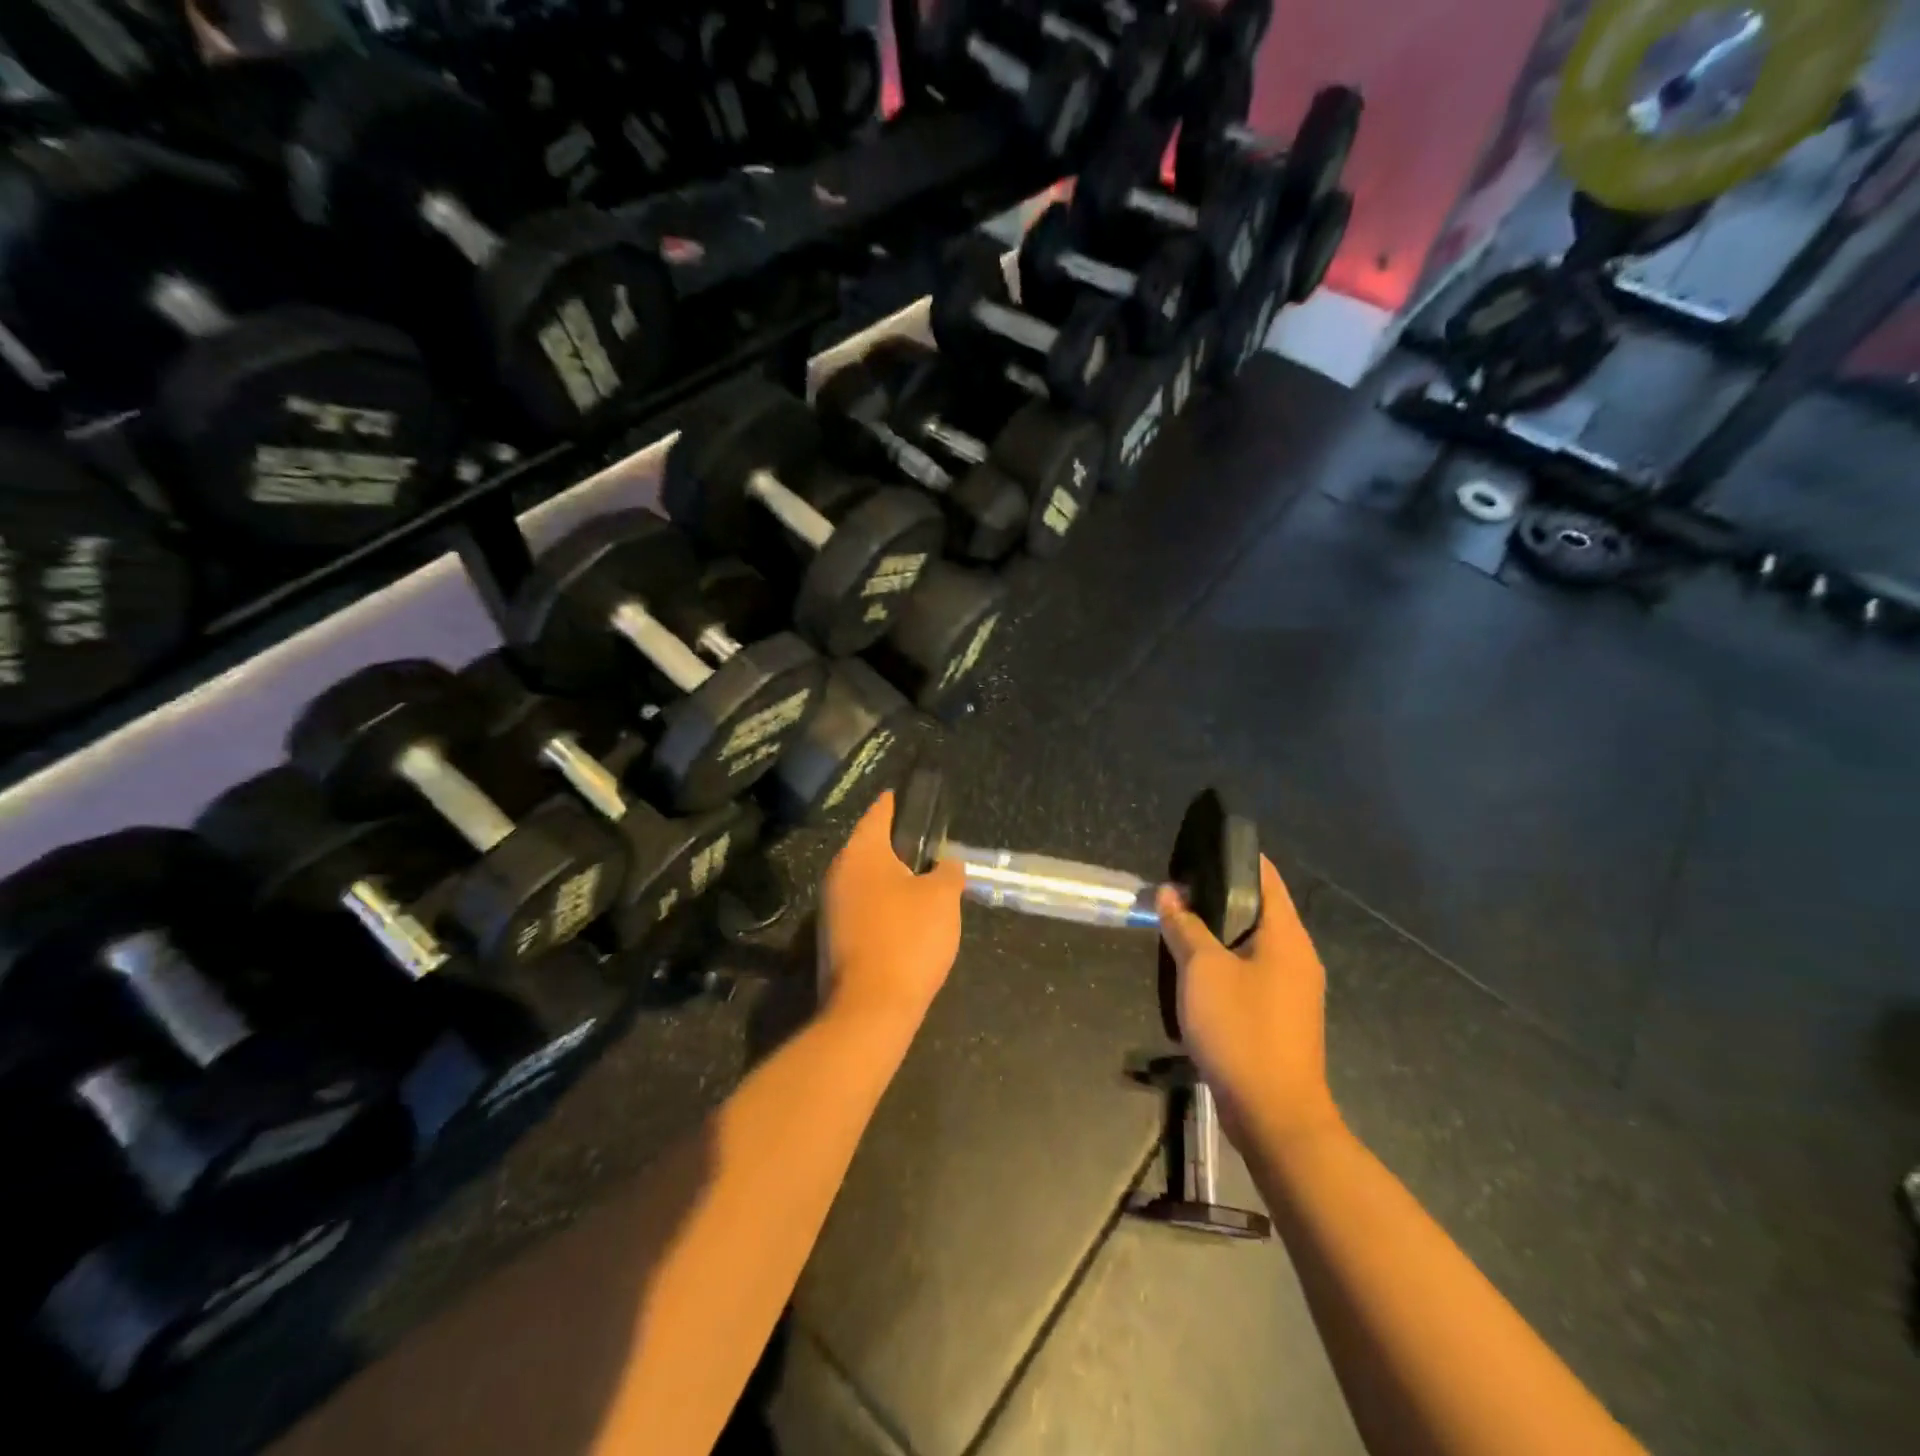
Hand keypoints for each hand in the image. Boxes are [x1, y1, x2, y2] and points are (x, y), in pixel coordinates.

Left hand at [817, 792, 965, 1029]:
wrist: (871, 1008)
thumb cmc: (909, 939)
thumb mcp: (943, 898)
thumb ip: (947, 872)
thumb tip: (946, 864)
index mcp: (861, 854)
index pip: (878, 814)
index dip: (895, 802)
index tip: (906, 795)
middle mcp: (838, 874)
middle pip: (868, 847)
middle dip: (895, 844)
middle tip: (925, 844)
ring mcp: (830, 908)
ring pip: (864, 879)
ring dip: (889, 877)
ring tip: (921, 881)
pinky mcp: (832, 937)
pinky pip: (861, 906)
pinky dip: (882, 903)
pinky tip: (905, 917)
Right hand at [1156, 859, 1340, 1148]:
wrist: (1276, 1115)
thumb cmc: (1241, 1030)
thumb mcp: (1202, 970)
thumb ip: (1185, 926)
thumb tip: (1171, 892)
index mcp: (1287, 936)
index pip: (1266, 876)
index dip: (1234, 857)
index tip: (1198, 850)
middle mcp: (1298, 956)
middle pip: (1260, 908)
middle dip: (1220, 896)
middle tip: (1178, 889)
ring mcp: (1294, 989)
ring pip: (1254, 943)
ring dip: (1220, 931)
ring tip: (1181, 923)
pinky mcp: (1283, 1016)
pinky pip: (1253, 971)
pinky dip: (1227, 960)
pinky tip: (1197, 970)